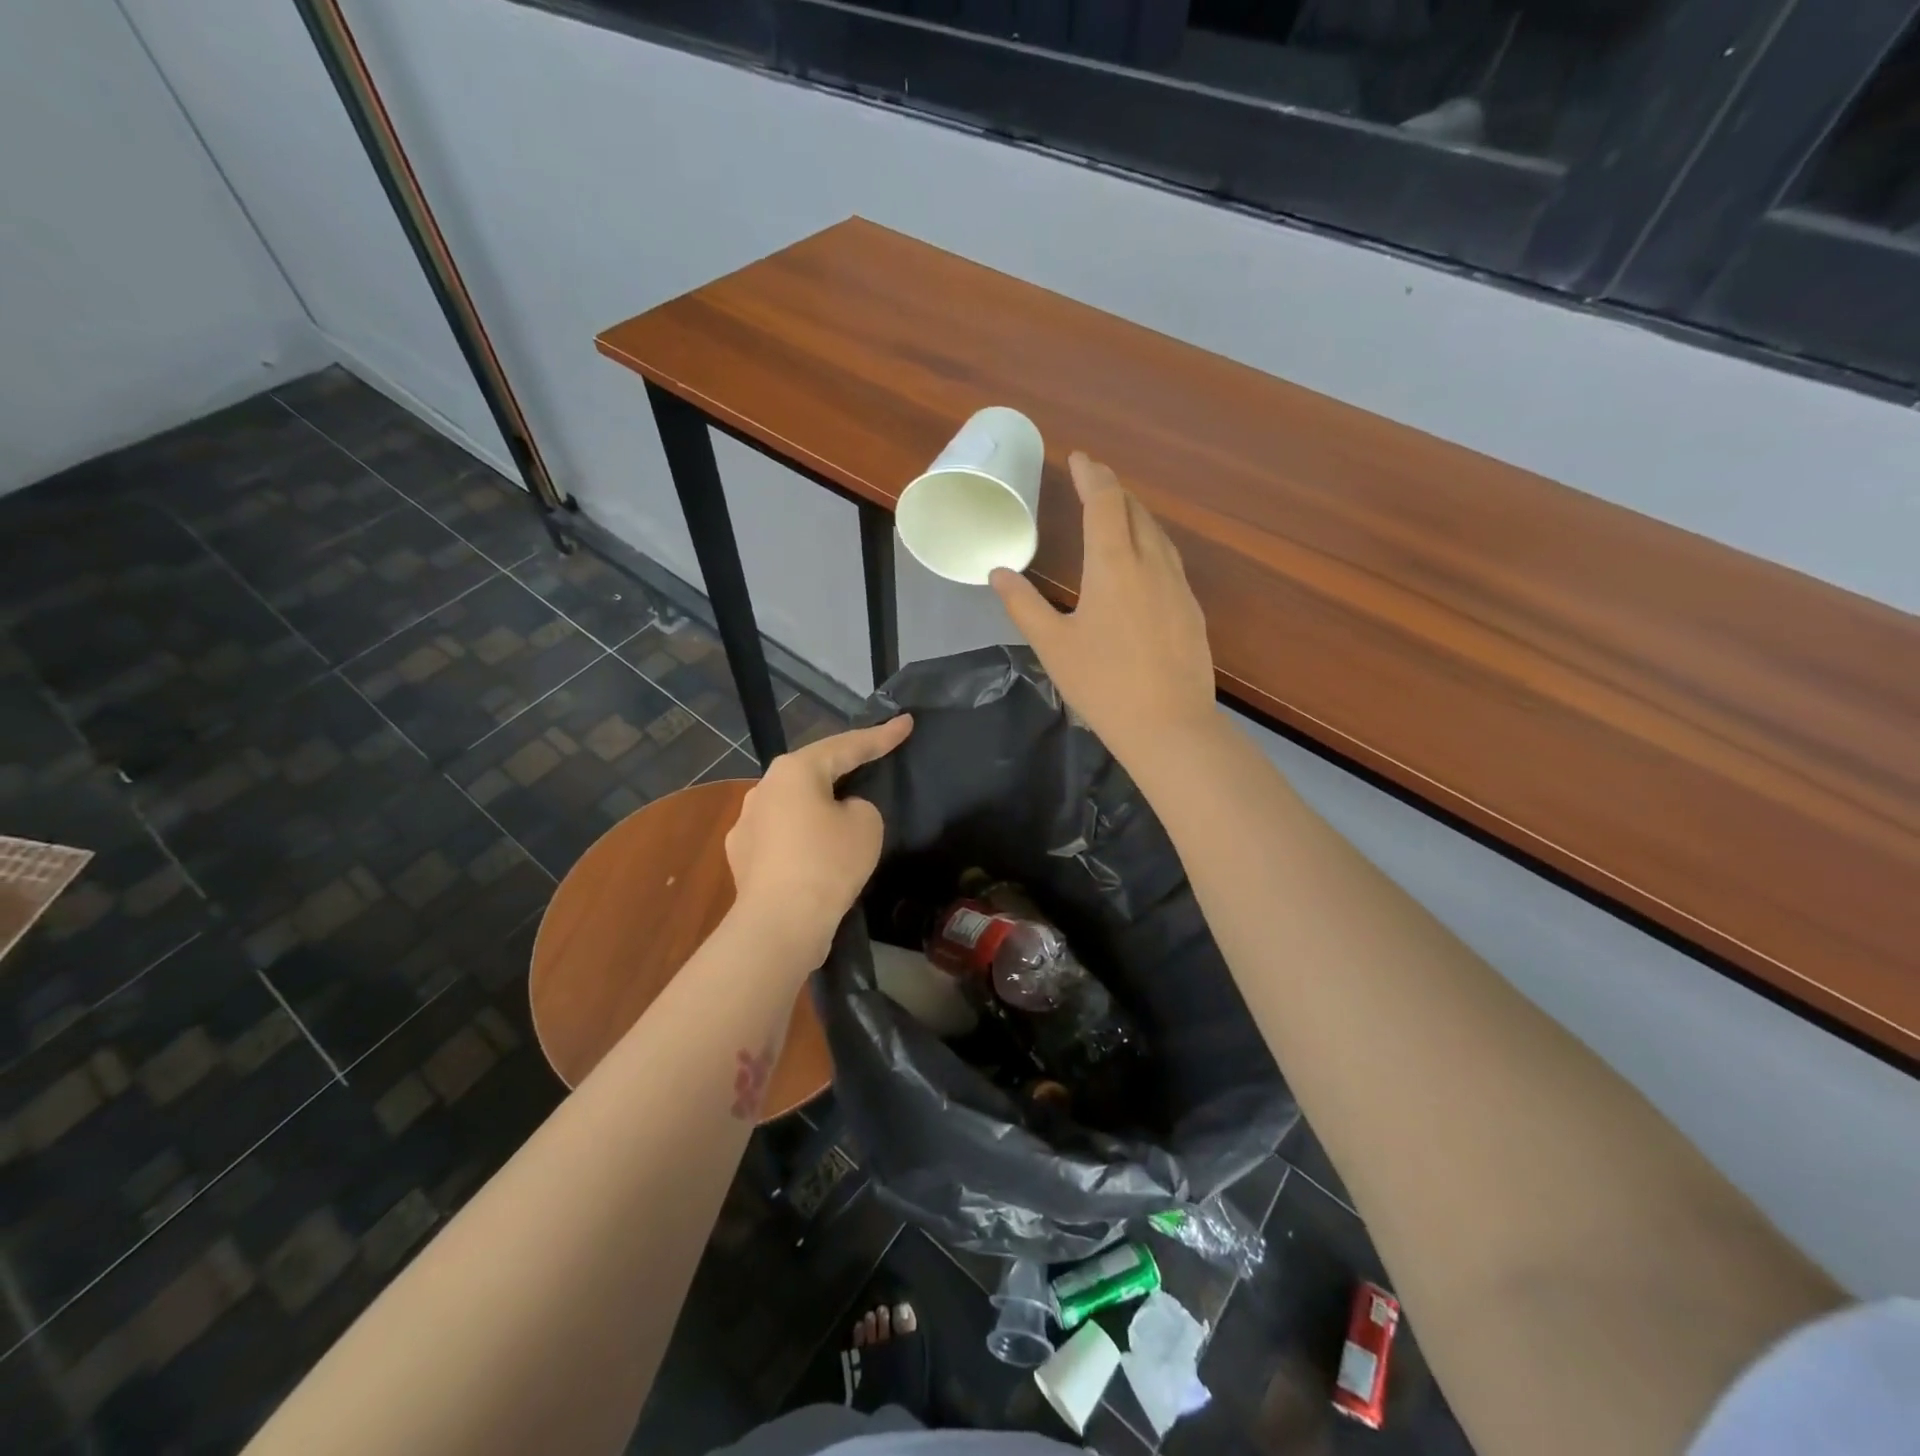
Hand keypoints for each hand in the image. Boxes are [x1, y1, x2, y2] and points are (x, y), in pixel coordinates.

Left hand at [724, 716, 913, 967]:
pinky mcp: (741, 856)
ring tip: (842, 818)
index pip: (847, 745)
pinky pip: (782, 835)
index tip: (906, 722)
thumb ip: (860, 806)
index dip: (881, 735)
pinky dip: (802, 838)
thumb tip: (840, 813)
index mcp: (795, 770)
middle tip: (872, 762)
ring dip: (819, 807)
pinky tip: (815, 855)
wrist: (780, 924)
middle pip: (814, 772)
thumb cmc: (828, 863)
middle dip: (844, 768)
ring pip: (794, 805)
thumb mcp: (866, 824)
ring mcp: (747, 822)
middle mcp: (763, 788)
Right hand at [991, 452, 1215, 766]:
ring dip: (1135, 515)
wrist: (1169, 726)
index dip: (1091, 475)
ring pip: (1157, 534)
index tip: (1079, 458)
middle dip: (1113, 491)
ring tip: (1118, 513)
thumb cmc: (1102, 684)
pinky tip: (1144, 561)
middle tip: (1093, 482)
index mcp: (1113, 565)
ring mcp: (1178, 586)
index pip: (1104, 502)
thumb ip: (1024, 604)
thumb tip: (998, 573)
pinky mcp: (1191, 609)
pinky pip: (1170, 559)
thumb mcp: (1053, 645)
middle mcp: (1150, 563)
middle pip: (1135, 511)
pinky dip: (1151, 543)